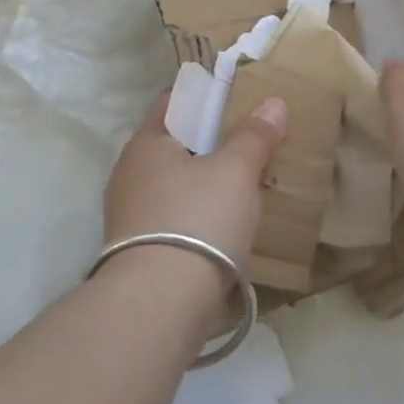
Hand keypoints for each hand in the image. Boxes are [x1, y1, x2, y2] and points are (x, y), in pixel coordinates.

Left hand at [99, 92, 287, 303]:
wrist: (159, 305)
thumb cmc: (197, 220)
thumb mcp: (236, 172)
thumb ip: (254, 136)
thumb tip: (273, 103)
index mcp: (145, 143)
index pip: (174, 103)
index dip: (206, 98)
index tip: (238, 102)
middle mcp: (129, 173)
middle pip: (176, 146)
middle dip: (211, 145)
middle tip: (250, 145)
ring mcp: (129, 215)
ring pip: (176, 185)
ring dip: (206, 184)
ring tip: (245, 188)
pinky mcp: (138, 251)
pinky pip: (174, 218)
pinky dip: (199, 216)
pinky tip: (226, 227)